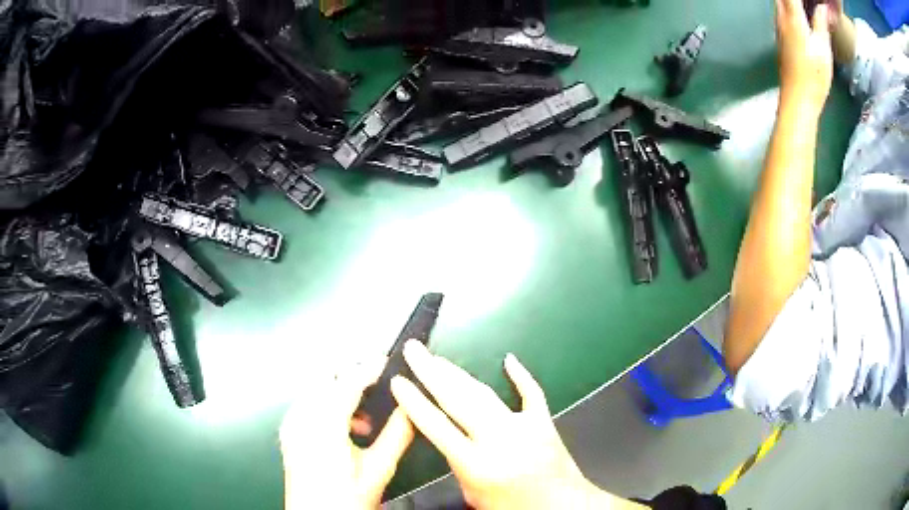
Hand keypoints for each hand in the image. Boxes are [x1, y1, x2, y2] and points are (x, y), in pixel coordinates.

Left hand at [280, 358, 413, 509]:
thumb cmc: (344, 500)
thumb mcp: (378, 469)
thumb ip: (397, 435)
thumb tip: (412, 409)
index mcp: (323, 424)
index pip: (348, 379)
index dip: (371, 366)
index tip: (390, 364)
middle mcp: (301, 416)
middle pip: (326, 375)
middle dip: (354, 376)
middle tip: (380, 388)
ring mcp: (291, 423)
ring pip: (316, 388)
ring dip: (340, 391)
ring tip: (365, 418)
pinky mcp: (289, 432)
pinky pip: (308, 404)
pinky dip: (328, 405)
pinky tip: (346, 430)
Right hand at [391, 341, 637, 508]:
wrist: (562, 506)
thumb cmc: (514, 507)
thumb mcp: (473, 494)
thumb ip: (458, 463)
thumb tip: (448, 435)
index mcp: (476, 464)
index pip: (436, 426)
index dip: (414, 401)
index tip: (398, 381)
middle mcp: (497, 440)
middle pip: (457, 400)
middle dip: (431, 372)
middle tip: (415, 350)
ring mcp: (523, 427)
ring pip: (484, 393)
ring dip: (459, 373)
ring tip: (439, 358)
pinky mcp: (544, 421)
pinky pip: (531, 393)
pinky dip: (521, 376)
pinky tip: (510, 359)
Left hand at [777, 0, 834, 114]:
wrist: (798, 99)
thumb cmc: (814, 75)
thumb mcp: (823, 47)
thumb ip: (821, 23)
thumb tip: (823, 7)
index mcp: (792, 16)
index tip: (815, 1)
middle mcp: (780, 16)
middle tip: (812, 4)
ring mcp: (778, 26)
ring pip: (781, 3)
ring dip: (793, 2)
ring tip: (809, 7)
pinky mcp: (780, 36)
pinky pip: (782, 12)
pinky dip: (791, 8)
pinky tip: (803, 16)